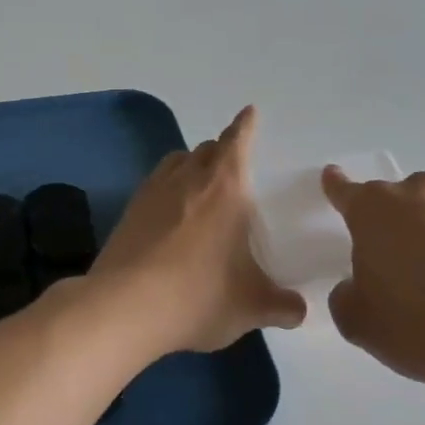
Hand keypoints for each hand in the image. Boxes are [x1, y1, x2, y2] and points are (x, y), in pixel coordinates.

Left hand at [88, 107, 306, 353]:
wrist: (124, 308)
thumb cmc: (199, 296)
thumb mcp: (250, 306)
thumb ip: (281, 306)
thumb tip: (299, 312)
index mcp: (226, 189)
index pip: (237, 142)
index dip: (245, 126)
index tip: (249, 113)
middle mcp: (188, 179)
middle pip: (206, 149)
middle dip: (222, 150)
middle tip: (232, 164)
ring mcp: (152, 193)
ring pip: (175, 162)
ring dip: (191, 164)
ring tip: (200, 183)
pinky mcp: (127, 213)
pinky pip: (153, 185)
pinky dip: (166, 188)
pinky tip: (169, 214)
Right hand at [322, 167, 424, 390]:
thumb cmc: (419, 330)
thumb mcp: (358, 322)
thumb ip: (345, 293)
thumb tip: (357, 284)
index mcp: (374, 211)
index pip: (346, 190)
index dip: (338, 188)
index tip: (335, 182)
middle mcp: (420, 190)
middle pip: (401, 201)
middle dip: (401, 225)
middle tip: (410, 268)